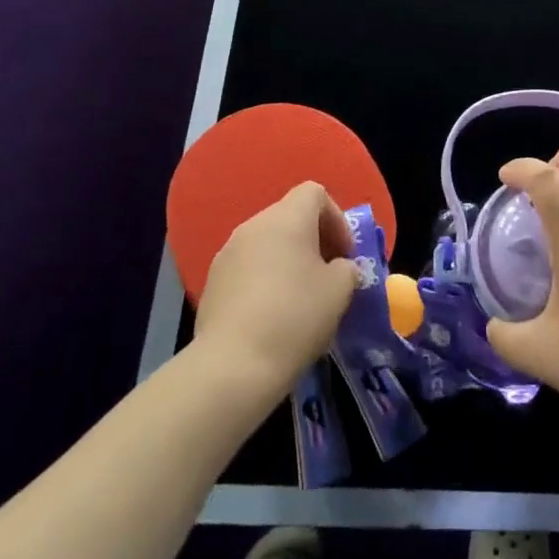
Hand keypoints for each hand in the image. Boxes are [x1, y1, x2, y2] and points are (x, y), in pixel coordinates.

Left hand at [194, 182, 359, 396]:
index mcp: (286, 218)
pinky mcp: (211, 283)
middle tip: (329, 276)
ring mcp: (227, 254)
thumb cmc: (296, 316)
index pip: (314, 193)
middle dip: (314, 241)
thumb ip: (346, 269)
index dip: (336, 218)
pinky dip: (265, 281)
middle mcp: (253, 226)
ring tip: (301, 300)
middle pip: (290, 217)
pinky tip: (273, 317)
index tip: (345, 254)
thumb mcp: (340, 290)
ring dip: (288, 262)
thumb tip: (337, 269)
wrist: (233, 365)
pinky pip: (247, 269)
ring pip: (267, 244)